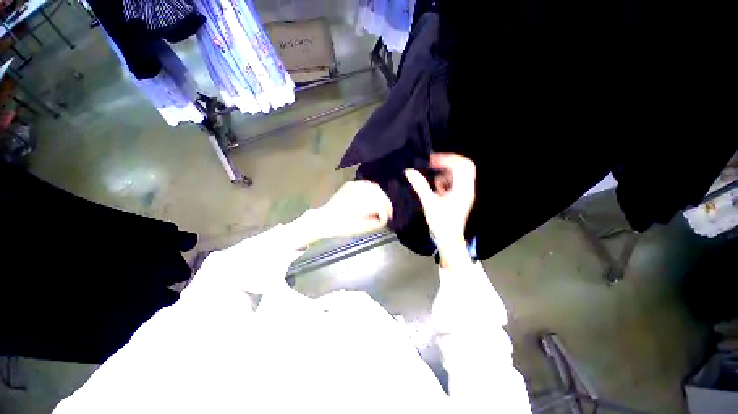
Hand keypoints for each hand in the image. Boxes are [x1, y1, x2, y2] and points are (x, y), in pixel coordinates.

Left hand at [312, 180, 393, 239]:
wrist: (325, 219)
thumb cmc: (343, 226)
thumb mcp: (361, 229)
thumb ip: (376, 223)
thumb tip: (385, 218)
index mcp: (362, 204)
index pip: (381, 204)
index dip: (387, 211)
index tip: (388, 217)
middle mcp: (359, 192)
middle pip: (379, 194)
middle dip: (385, 202)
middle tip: (387, 211)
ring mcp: (354, 186)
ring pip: (374, 187)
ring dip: (380, 195)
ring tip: (381, 204)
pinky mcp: (350, 184)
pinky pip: (366, 184)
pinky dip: (372, 189)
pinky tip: (373, 195)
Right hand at [405, 153, 475, 266]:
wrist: (449, 238)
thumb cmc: (441, 222)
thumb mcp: (429, 203)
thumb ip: (420, 186)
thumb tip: (409, 171)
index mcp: (462, 189)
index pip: (461, 165)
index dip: (447, 159)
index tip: (431, 161)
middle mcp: (467, 188)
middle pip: (465, 166)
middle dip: (449, 161)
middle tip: (434, 163)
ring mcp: (466, 193)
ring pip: (461, 174)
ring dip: (448, 170)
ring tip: (433, 173)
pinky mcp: (461, 197)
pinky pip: (457, 182)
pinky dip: (448, 179)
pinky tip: (437, 185)